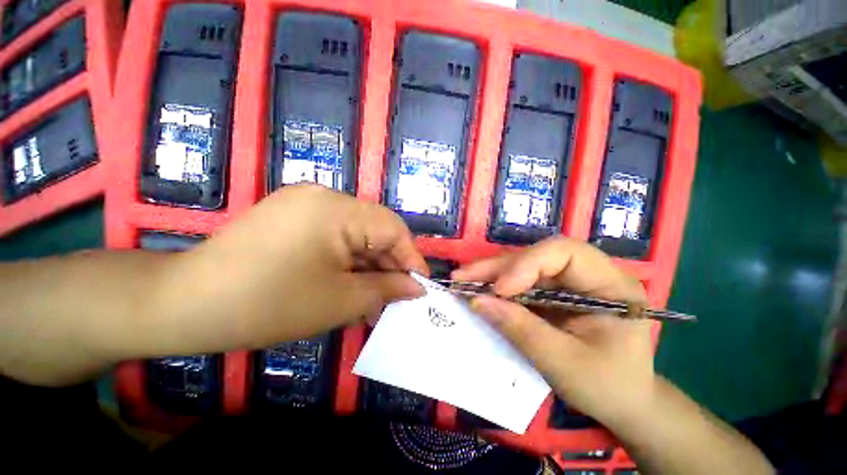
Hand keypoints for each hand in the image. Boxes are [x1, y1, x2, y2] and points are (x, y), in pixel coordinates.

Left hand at [151, 184, 426, 352]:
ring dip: (369, 265)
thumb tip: (417, 287)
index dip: (411, 257)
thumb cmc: (268, 305)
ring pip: (356, 234)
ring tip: (375, 297)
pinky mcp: (293, 217)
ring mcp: (305, 204)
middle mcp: (324, 197)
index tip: (421, 285)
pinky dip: (348, 260)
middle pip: (375, 229)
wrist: (185, 304)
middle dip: (389, 264)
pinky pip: (335, 236)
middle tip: (397, 296)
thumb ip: (386, 289)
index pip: (393, 228)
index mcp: (337, 210)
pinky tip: (351, 285)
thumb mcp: (340, 300)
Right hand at [453, 237, 652, 425]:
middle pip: (537, 256)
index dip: (527, 264)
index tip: (500, 290)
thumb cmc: (607, 387)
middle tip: (463, 276)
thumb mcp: (564, 364)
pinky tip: (478, 288)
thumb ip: (521, 330)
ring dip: (491, 273)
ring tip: (463, 280)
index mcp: (611, 285)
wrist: (623, 402)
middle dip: (498, 267)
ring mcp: (569, 281)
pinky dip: (497, 285)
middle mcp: (589, 273)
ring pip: (524, 265)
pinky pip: (520, 280)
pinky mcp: (554, 291)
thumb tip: (477, 301)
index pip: (565, 253)